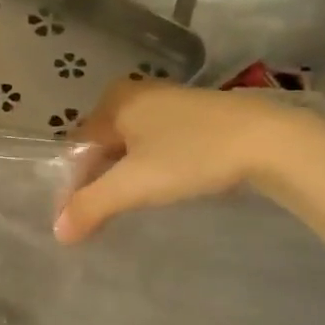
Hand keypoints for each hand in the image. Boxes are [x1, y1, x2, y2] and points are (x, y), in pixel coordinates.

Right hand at [54, 81, 317, 242]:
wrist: (267, 140)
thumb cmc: (192, 155)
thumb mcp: (135, 184)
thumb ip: (92, 206)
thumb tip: (57, 232)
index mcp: (114, 100)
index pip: (78, 146)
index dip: (75, 185)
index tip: (81, 220)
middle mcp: (135, 92)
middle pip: (103, 144)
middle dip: (100, 181)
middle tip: (106, 217)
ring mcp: (167, 100)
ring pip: (131, 144)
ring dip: (127, 175)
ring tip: (134, 206)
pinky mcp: (193, 114)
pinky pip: (156, 142)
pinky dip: (152, 165)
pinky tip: (165, 186)